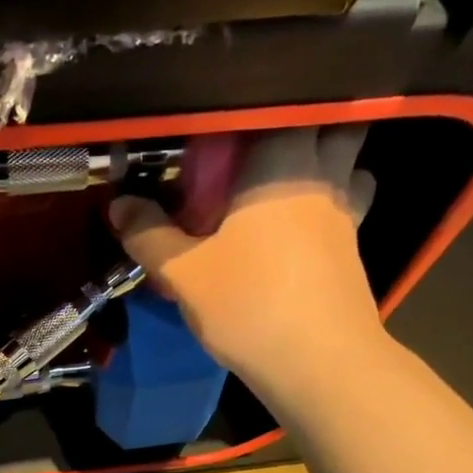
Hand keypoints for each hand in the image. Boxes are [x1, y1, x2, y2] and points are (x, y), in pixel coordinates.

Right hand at [108, 127, 381, 397]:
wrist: (318, 363)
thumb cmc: (249, 305)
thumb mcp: (183, 273)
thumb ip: (149, 235)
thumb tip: (118, 204)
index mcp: (281, 165)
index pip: (274, 109)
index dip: (247, 114)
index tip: (216, 133)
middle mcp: (322, 176)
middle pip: (331, 124)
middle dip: (298, 128)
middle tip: (255, 152)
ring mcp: (346, 213)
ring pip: (348, 164)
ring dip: (324, 163)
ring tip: (282, 185)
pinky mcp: (354, 249)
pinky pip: (345, 206)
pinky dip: (327, 206)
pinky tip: (297, 231)